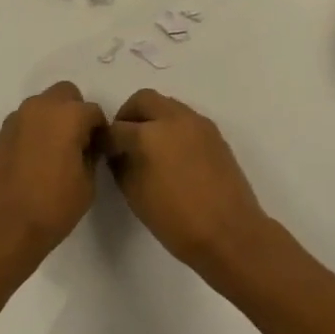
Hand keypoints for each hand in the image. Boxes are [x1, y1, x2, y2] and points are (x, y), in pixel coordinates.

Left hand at [0, 81, 107, 259]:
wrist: (4, 227)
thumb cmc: (53, 206)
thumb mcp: (88, 183)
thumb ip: (91, 154)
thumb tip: (86, 145)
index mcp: (67, 115)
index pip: (93, 111)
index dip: (99, 130)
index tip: (98, 150)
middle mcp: (40, 107)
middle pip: (65, 94)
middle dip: (74, 111)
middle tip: (77, 142)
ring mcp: (16, 119)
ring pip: (42, 105)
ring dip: (52, 119)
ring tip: (54, 152)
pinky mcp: (0, 134)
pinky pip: (24, 122)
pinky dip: (33, 132)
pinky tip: (34, 160)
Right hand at [107, 90, 267, 270]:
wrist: (230, 234)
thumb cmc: (177, 221)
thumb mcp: (135, 195)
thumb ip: (121, 166)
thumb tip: (117, 152)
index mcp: (149, 135)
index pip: (117, 128)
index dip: (106, 140)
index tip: (103, 152)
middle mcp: (174, 119)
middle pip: (143, 100)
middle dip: (128, 116)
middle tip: (124, 141)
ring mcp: (197, 123)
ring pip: (166, 105)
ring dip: (152, 118)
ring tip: (149, 148)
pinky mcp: (214, 132)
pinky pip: (185, 118)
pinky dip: (172, 127)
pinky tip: (172, 155)